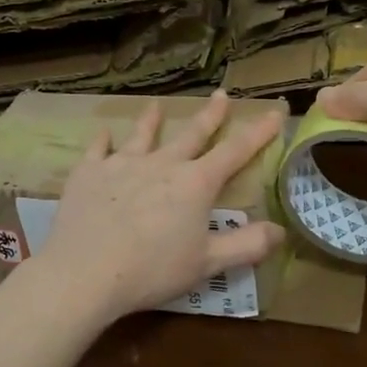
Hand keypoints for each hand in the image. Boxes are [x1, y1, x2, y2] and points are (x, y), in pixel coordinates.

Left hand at [30, 92, 286, 321]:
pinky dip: (103, 140)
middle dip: (210, 115)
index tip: (274, 113)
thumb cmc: (153, 270)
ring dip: (151, 120)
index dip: (258, 132)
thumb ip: (246, 246)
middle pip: (192, 134)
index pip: (235, 151)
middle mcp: (162, 164)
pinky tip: (104, 133)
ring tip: (156, 105)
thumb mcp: (207, 264)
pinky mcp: (89, 172)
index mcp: (195, 184)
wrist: (86, 272)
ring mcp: (122, 164)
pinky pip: (98, 149)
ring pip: (142, 135)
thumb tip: (280, 230)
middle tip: (221, 94)